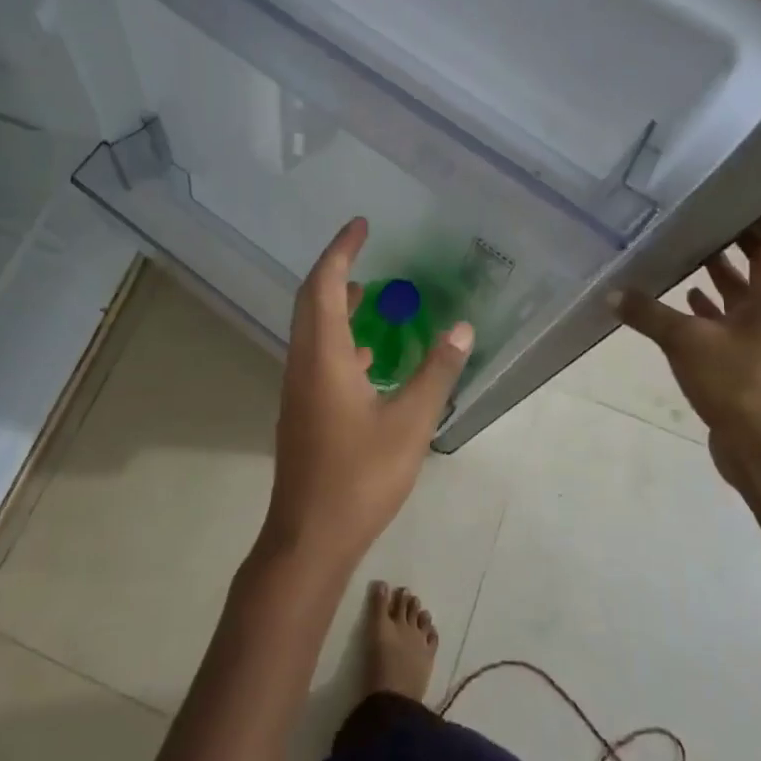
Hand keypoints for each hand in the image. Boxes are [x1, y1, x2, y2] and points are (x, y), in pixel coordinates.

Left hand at [263, 218, 474, 568]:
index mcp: (323, 356)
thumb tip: (461, 327)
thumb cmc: (360, 477)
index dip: (341, 250)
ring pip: (313, 329)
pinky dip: (340, 339)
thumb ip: (436, 372)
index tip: (361, 224)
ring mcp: (299, 388)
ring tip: (372, 293)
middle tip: (366, 246)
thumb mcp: (410, 422)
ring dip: (338, 304)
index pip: (326, 285)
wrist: (310, 536)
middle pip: (313, 300)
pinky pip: (319, 356)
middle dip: (337, 268)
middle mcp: (303, 363)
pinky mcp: (303, 410)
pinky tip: (369, 356)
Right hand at [614, 211, 760, 486]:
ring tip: (678, 248)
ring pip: (743, 289)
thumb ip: (648, 313)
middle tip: (690, 214)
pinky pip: (727, 317)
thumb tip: (611, 293)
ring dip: (716, 269)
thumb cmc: (738, 385)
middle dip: (730, 234)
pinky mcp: (746, 356)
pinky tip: (677, 298)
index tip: (724, 190)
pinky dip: (707, 305)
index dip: (759, 208)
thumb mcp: (686, 343)